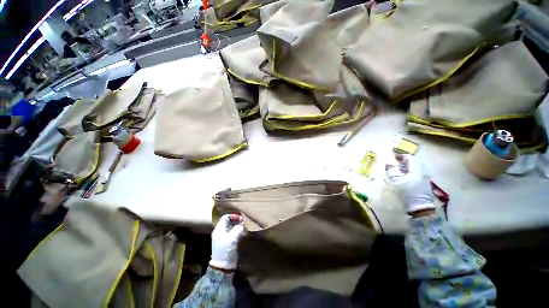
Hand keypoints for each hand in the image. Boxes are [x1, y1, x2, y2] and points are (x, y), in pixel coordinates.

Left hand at [209, 214, 244, 270]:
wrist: (223, 266)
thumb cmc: (226, 250)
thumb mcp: (232, 238)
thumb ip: (238, 229)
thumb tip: (242, 224)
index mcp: (219, 229)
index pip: (225, 217)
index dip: (233, 216)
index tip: (241, 218)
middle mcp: (220, 232)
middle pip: (228, 221)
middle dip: (236, 220)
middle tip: (243, 222)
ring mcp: (222, 237)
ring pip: (230, 227)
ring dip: (237, 226)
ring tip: (244, 227)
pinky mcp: (226, 242)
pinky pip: (232, 233)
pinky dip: (237, 231)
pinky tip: (242, 233)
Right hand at [385, 154, 434, 213]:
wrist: (420, 208)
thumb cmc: (408, 192)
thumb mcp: (396, 181)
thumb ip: (392, 171)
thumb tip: (388, 164)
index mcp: (417, 169)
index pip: (409, 158)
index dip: (400, 156)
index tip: (392, 157)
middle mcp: (423, 172)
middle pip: (413, 162)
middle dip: (403, 162)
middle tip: (394, 163)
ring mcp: (425, 178)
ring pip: (415, 168)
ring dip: (406, 167)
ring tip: (397, 170)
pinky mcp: (425, 184)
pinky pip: (417, 174)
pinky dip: (409, 172)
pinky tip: (404, 177)